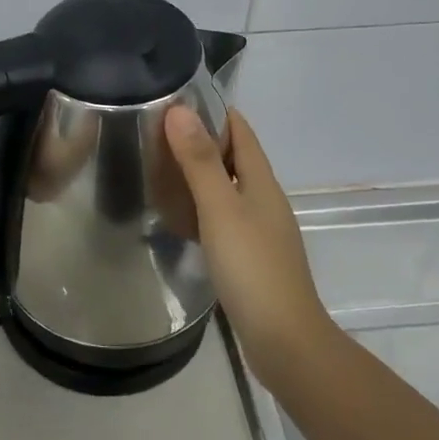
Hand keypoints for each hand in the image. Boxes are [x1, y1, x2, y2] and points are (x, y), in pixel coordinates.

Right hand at [165, 106, 332, 381]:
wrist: (284, 340)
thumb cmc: (252, 267)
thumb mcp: (220, 209)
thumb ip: (200, 161)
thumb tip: (180, 110)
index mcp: (261, 181)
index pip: (240, 130)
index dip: (213, 111)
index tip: (175, 99)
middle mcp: (264, 199)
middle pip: (233, 157)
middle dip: (200, 141)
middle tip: (155, 133)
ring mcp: (259, 229)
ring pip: (226, 188)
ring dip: (199, 175)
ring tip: (159, 169)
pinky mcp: (251, 256)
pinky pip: (223, 218)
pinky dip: (201, 208)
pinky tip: (179, 217)